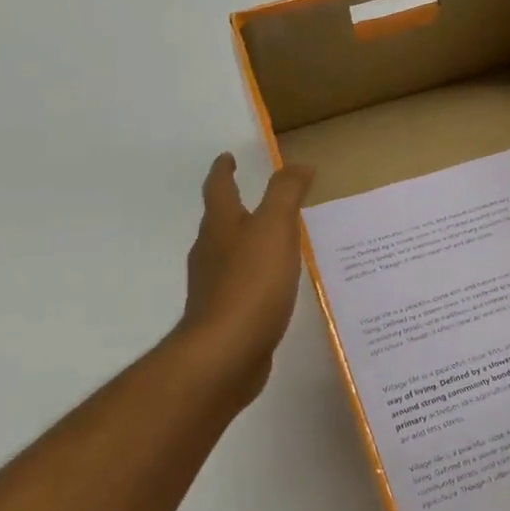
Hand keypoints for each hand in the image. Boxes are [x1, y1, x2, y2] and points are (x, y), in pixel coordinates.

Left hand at [177, 153, 314, 410]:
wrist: (225, 353)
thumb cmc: (251, 283)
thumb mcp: (275, 228)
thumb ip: (286, 194)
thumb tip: (299, 165)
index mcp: (221, 226)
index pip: (220, 189)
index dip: (223, 170)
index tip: (227, 157)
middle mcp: (211, 252)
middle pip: (219, 222)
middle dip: (234, 207)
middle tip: (257, 198)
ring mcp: (214, 286)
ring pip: (229, 254)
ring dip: (246, 242)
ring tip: (272, 240)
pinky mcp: (225, 316)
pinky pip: (241, 286)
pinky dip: (254, 276)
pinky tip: (273, 286)